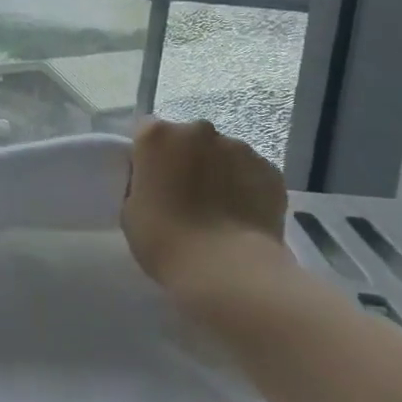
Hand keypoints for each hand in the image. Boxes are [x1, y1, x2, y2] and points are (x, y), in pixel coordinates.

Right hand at [121, 118, 288, 287]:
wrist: (227, 270)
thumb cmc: (165, 240)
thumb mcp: (130, 211)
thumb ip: (141, 184)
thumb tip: (157, 182)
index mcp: (158, 136)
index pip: (147, 132)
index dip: (149, 156)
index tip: (152, 180)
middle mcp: (199, 131)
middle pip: (189, 139)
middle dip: (187, 159)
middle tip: (186, 196)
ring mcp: (239, 148)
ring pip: (224, 155)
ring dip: (219, 172)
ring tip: (220, 211)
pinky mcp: (271, 170)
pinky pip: (251, 173)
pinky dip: (246, 188)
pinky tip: (243, 217)